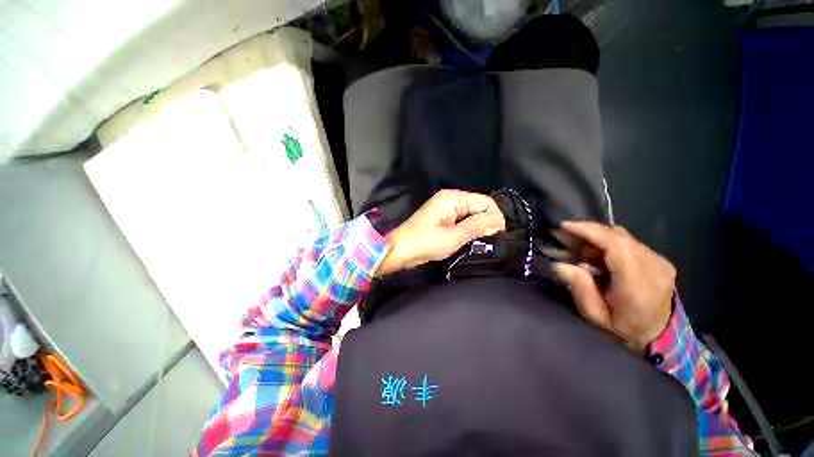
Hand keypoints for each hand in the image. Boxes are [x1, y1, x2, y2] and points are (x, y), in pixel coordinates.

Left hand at [377, 190, 505, 275]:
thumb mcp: (452, 237)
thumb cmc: (423, 244)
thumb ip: (476, 226)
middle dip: (487, 222)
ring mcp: (445, 208)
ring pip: (472, 214)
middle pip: (479, 206)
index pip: (485, 201)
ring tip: (480, 241)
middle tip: (488, 241)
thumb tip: (498, 221)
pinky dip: (469, 229)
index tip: (498, 236)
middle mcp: (450, 199)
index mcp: (452, 198)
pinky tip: (469, 239)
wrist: (398, 251)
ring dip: (478, 226)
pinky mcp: (443, 218)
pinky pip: (463, 219)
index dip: (495, 217)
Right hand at [552, 222, 675, 353]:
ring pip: (623, 236)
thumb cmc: (623, 329)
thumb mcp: (595, 315)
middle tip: (568, 242)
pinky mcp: (659, 260)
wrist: (659, 337)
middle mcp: (654, 267)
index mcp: (638, 284)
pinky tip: (601, 258)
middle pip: (618, 236)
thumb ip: (580, 288)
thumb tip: (559, 264)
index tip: (564, 226)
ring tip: (585, 255)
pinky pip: (629, 242)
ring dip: (598, 239)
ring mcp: (660, 262)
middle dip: (589, 233)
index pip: (615, 245)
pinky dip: (609, 244)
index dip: (589, 231)